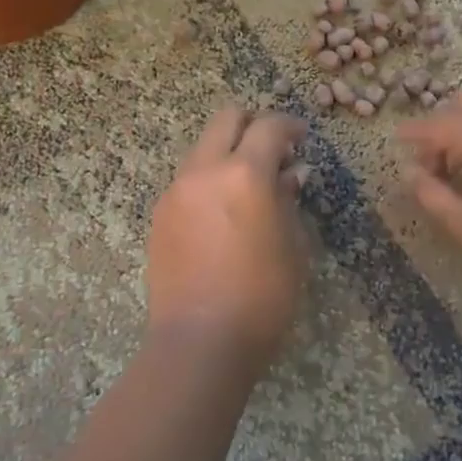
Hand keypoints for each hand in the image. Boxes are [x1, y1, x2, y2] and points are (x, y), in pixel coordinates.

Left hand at [146, 108, 308, 374]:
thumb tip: (288, 174)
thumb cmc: (262, 297)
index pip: (269, 127)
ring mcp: (176, 191)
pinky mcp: (160, 215)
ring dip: (227, 153)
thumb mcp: (292, 246)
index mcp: (244, 174)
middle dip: (252, 125)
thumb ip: (288, 200)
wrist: (200, 341)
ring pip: (202, 148)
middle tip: (272, 151)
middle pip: (226, 119)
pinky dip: (208, 180)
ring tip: (247, 188)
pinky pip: (188, 180)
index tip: (301, 138)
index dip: (290, 127)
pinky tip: (222, 215)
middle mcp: (204, 171)